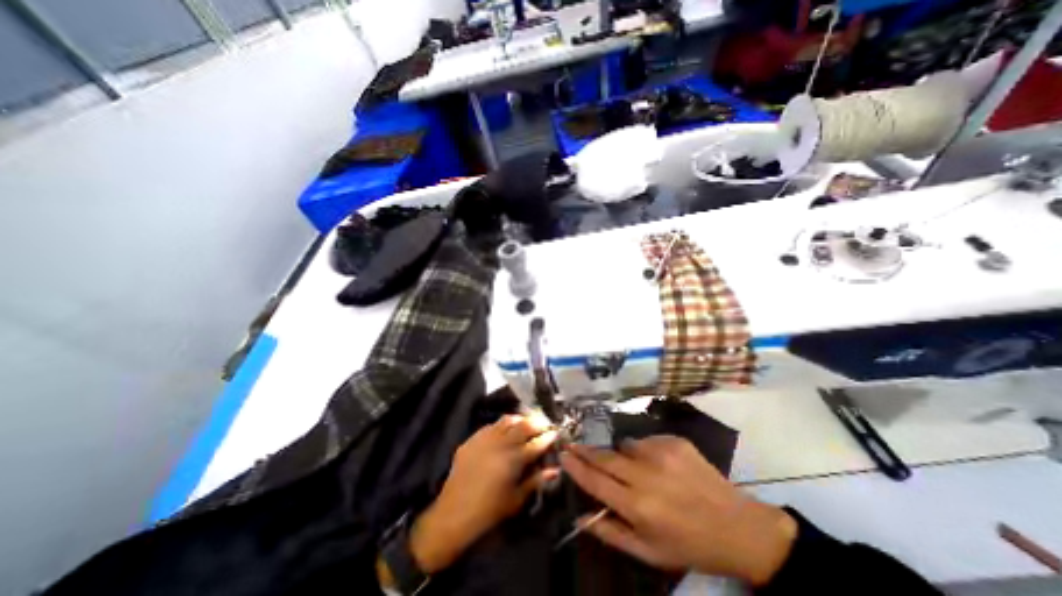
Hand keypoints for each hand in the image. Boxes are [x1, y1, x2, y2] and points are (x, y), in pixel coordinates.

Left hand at [409, 415, 559, 571]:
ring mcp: (486, 438)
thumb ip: (536, 481)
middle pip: (524, 425)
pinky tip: (505, 430)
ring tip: (527, 422)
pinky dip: (503, 425)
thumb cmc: (490, 510)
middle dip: (538, 422)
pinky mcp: (473, 438)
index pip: (538, 443)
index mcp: (515, 459)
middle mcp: (502, 443)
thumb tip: (555, 469)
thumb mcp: (517, 499)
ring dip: (520, 419)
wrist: (454, 513)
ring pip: (508, 420)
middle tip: (545, 424)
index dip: (549, 437)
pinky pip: (492, 425)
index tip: (556, 433)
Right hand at [558, 435, 791, 583]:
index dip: (576, 466)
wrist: (738, 527)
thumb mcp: (648, 552)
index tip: (563, 454)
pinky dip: (645, 451)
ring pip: (625, 446)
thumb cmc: (689, 545)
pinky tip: (660, 466)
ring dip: (621, 454)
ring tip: (636, 469)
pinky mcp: (674, 441)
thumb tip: (579, 517)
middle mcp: (645, 476)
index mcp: (637, 507)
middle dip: (585, 450)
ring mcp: (661, 453)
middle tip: (573, 443)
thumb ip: (610, 533)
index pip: (595, 481)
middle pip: (605, 457)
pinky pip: (646, 441)